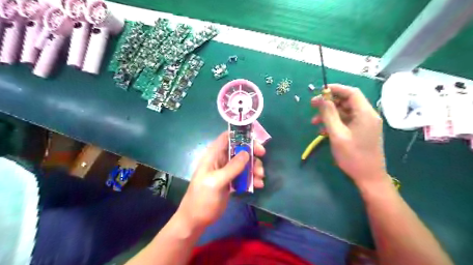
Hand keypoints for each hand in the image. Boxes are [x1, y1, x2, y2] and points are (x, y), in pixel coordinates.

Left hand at [177, 132, 265, 229]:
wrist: (196, 220)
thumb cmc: (202, 199)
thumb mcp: (216, 182)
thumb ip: (231, 167)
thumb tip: (246, 153)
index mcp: (213, 155)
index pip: (227, 137)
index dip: (241, 136)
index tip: (255, 142)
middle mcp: (220, 160)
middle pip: (239, 149)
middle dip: (252, 153)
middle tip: (262, 158)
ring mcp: (226, 171)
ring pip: (244, 163)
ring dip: (254, 168)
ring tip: (260, 178)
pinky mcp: (230, 182)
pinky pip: (244, 175)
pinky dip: (252, 178)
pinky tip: (258, 185)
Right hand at [311, 84, 387, 185]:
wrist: (368, 176)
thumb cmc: (353, 156)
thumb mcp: (337, 134)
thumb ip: (329, 114)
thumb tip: (321, 98)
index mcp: (365, 113)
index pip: (351, 92)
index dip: (336, 88)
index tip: (320, 90)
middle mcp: (367, 115)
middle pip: (347, 101)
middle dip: (329, 102)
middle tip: (312, 105)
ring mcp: (364, 124)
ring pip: (344, 112)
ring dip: (329, 114)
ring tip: (314, 121)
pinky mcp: (361, 131)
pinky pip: (346, 121)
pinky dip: (334, 122)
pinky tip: (323, 130)